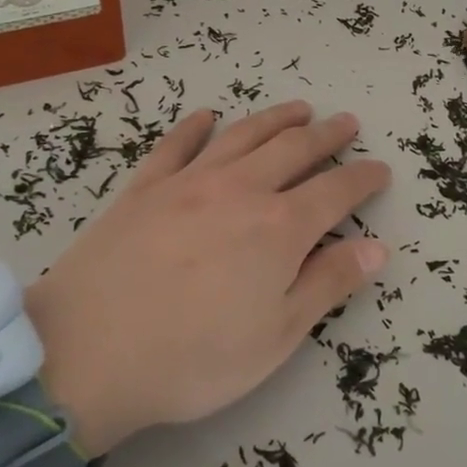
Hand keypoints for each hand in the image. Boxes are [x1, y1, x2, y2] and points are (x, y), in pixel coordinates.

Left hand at [24, 102, 391, 454]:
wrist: (85, 354)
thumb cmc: (192, 358)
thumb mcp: (275, 336)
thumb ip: (328, 284)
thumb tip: (376, 248)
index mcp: (279, 228)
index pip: (336, 191)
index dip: (363, 178)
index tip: (380, 169)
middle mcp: (240, 190)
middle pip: (294, 150)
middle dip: (326, 135)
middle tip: (346, 123)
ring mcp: (188, 182)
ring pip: (243, 136)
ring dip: (276, 118)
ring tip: (299, 108)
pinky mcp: (144, 188)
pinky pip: (176, 145)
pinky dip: (195, 126)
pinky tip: (205, 116)